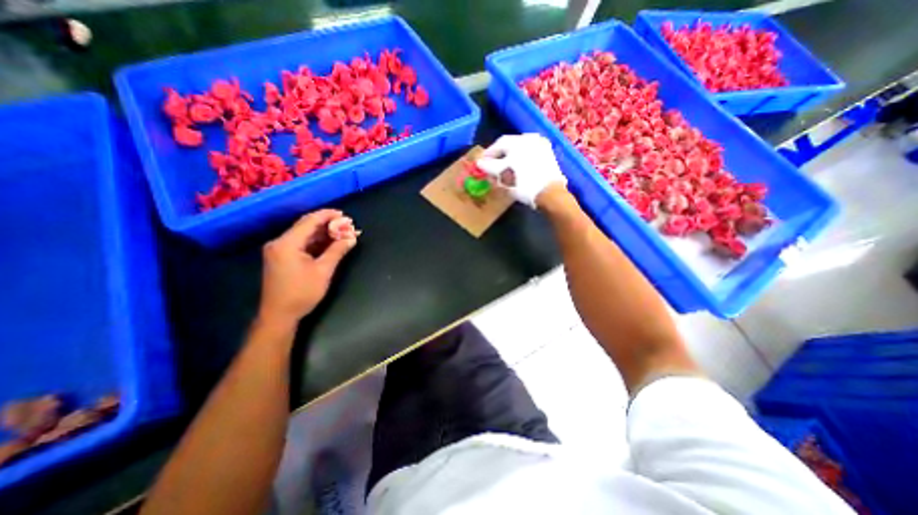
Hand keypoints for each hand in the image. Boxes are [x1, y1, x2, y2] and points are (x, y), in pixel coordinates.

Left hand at [261, 209, 359, 324]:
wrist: (279, 315)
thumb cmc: (301, 293)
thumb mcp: (323, 271)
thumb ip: (337, 251)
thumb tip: (352, 238)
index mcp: (287, 243)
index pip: (309, 221)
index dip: (328, 216)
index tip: (344, 214)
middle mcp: (280, 242)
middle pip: (306, 226)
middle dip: (327, 224)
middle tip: (346, 224)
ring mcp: (279, 250)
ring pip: (304, 235)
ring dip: (323, 233)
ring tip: (342, 232)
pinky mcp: (282, 258)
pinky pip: (301, 244)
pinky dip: (316, 242)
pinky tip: (330, 242)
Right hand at [472, 133, 567, 208]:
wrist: (549, 193)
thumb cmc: (523, 182)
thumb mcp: (502, 174)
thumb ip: (488, 166)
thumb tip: (479, 162)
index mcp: (519, 139)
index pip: (498, 144)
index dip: (488, 154)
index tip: (481, 163)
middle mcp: (531, 138)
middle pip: (510, 147)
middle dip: (499, 158)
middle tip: (491, 169)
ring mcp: (542, 147)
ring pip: (520, 152)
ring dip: (510, 161)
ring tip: (504, 172)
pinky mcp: (548, 157)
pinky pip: (529, 157)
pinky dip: (521, 164)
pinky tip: (518, 173)